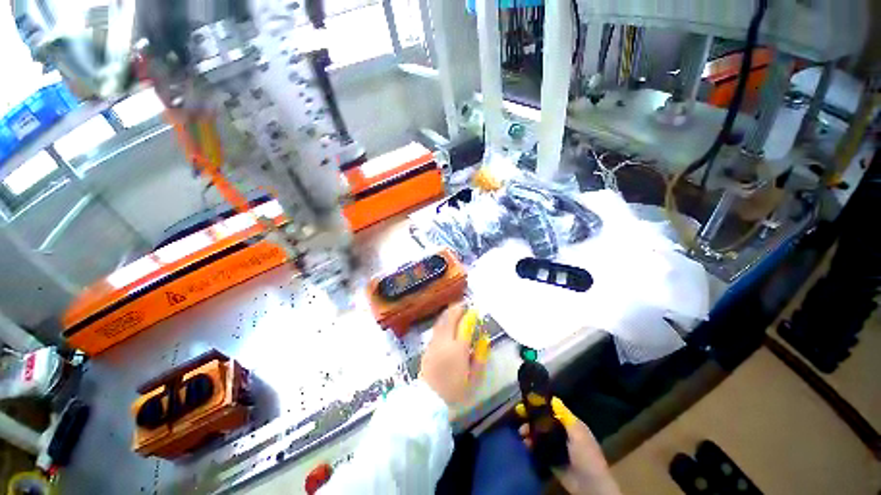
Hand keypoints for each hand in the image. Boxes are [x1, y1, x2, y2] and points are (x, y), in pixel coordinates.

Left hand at [419, 303, 486, 404]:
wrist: (429, 400)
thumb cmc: (455, 390)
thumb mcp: (474, 378)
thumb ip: (480, 357)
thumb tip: (484, 340)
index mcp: (458, 349)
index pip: (464, 325)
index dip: (470, 315)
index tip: (475, 309)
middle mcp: (444, 341)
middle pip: (450, 318)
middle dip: (458, 308)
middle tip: (464, 304)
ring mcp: (434, 342)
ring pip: (441, 321)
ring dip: (449, 312)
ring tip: (456, 308)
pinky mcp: (428, 346)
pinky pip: (436, 328)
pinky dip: (443, 321)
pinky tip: (446, 321)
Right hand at [517, 397, 620, 494]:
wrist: (589, 486)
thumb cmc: (586, 455)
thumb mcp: (577, 432)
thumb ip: (565, 416)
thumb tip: (553, 398)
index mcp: (571, 425)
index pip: (553, 411)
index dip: (540, 406)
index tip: (526, 402)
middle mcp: (563, 434)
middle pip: (544, 422)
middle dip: (532, 419)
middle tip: (520, 417)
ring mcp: (556, 448)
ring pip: (540, 435)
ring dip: (530, 433)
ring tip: (521, 433)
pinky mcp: (551, 460)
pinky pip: (539, 450)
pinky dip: (531, 446)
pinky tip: (525, 444)